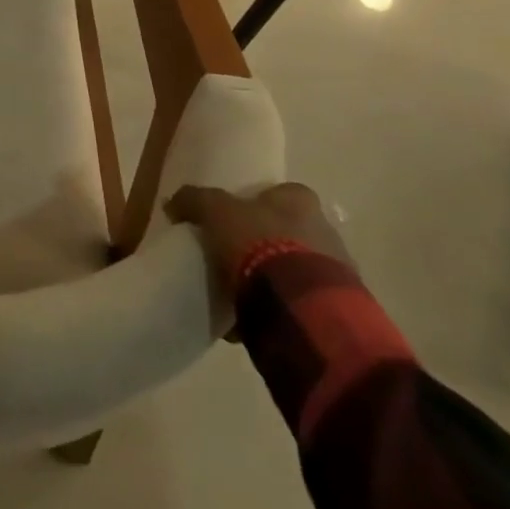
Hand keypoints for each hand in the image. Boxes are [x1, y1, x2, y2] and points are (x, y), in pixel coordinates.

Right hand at [164, 182, 349, 319]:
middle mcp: (326, 230)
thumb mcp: (215, 212)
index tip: (234, 216)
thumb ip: (194, 201)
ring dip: (275, 275)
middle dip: (267, 240)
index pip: (282, 192)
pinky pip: (301, 300)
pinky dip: (281, 306)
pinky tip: (253, 316)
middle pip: (291, 229)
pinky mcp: (337, 308)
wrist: (301, 307)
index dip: (258, 202)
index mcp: (301, 201)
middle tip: (234, 254)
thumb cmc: (260, 244)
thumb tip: (172, 203)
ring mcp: (335, 271)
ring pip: (298, 266)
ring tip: (241, 290)